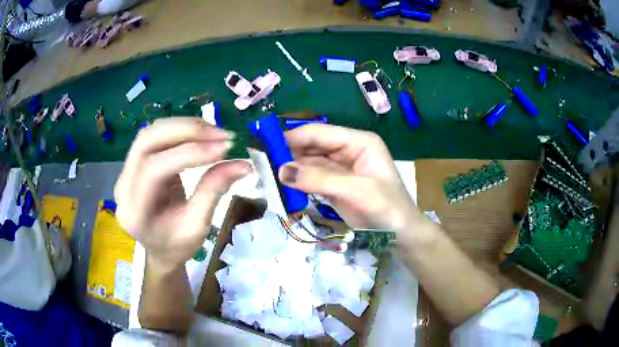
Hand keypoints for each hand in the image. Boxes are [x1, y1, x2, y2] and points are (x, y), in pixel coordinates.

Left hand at [114, 118, 249, 270]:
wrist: (160, 249)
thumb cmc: (177, 245)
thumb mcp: (198, 226)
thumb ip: (213, 191)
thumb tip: (243, 164)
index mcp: (135, 212)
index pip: (154, 171)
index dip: (188, 154)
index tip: (223, 148)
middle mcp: (123, 186)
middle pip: (146, 141)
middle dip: (185, 131)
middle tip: (220, 134)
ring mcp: (126, 172)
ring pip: (150, 133)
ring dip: (183, 126)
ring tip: (214, 132)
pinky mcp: (135, 163)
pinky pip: (155, 137)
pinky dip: (179, 130)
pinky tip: (200, 135)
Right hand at [278, 124, 420, 230]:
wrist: (401, 237)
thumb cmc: (388, 210)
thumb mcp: (357, 191)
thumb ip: (320, 179)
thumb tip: (281, 170)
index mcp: (358, 142)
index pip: (319, 133)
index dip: (292, 137)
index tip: (265, 147)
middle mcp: (348, 150)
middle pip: (312, 146)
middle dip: (288, 153)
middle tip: (261, 164)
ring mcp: (341, 169)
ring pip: (309, 162)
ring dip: (290, 168)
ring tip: (266, 175)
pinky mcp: (335, 186)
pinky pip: (311, 178)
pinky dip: (297, 182)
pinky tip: (281, 186)